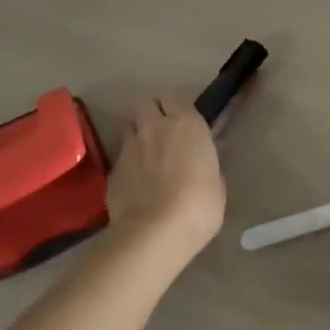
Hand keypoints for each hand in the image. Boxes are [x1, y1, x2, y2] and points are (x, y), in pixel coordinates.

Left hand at [105, 97, 225, 268]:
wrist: (154, 233)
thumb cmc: (199, 205)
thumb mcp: (217, 184)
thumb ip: (208, 165)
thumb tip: (203, 161)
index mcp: (186, 124)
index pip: (175, 96)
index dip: (177, 106)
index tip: (185, 120)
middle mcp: (154, 127)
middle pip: (146, 104)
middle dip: (152, 113)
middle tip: (163, 133)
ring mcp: (129, 148)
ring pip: (130, 129)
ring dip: (138, 136)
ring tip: (147, 157)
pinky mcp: (112, 171)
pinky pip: (121, 158)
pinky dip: (128, 164)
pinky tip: (137, 184)